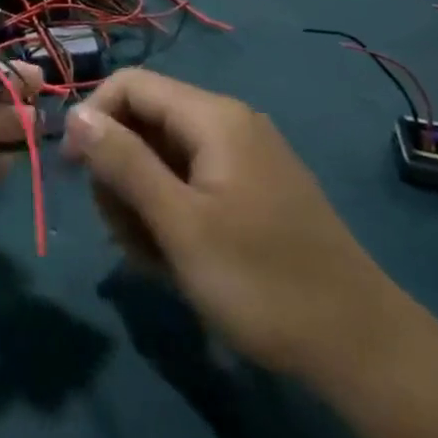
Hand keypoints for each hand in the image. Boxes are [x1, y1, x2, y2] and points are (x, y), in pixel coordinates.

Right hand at [63, 69, 403, 380]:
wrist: (363, 351)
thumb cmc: (262, 282)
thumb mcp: (180, 224)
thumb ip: (123, 162)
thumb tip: (75, 114)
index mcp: (213, 117)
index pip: (129, 85)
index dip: (92, 118)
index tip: (74, 171)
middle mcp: (227, 124)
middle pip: (142, 122)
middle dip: (119, 172)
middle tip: (123, 233)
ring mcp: (242, 159)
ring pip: (161, 157)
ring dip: (141, 201)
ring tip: (153, 257)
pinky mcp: (250, 191)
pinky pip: (188, 183)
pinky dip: (169, 214)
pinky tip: (175, 259)